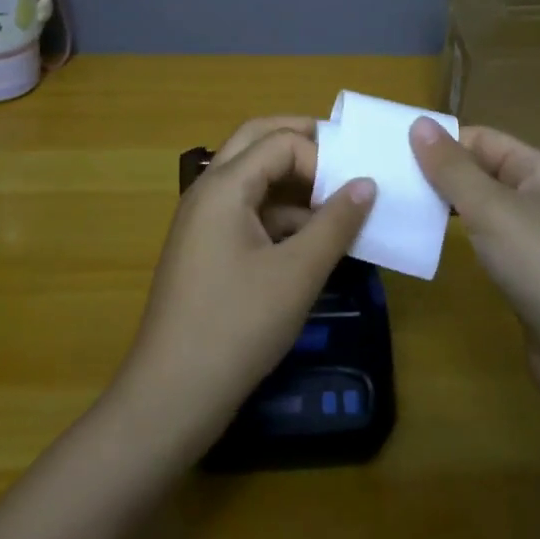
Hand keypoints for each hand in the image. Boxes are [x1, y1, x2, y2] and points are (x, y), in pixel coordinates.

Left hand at [115, 117, 374, 453]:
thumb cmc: (237, 327)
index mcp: (224, 186)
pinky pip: (247, 213)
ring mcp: (203, 221)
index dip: (321, 159)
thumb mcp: (297, 274)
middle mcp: (208, 191)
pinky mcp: (206, 249)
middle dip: (302, 144)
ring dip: (294, 184)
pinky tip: (313, 243)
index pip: (280, 142)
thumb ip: (335, 223)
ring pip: (252, 179)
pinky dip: (281, 216)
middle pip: (257, 143)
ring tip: (339, 207)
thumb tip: (367, 183)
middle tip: (346, 157)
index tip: (353, 191)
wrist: (171, 396)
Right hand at [409, 118, 539, 415]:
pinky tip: (431, 246)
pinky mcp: (531, 278)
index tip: (391, 151)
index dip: (441, 141)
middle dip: (439, 174)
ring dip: (446, 207)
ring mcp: (539, 241)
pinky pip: (489, 244)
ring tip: (398, 208)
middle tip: (386, 179)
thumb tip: (419, 122)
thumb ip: (452, 167)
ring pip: (484, 210)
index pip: (482, 138)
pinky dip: (461, 241)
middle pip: (482, 172)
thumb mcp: (492, 209)